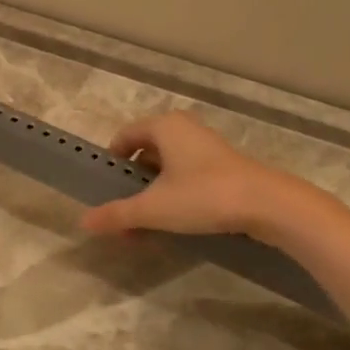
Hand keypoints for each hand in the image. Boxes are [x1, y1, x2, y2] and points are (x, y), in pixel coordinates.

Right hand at [80, 112, 317, 239]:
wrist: (266, 204)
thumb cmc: (203, 196)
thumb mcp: (153, 208)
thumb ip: (117, 214)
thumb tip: (83, 221)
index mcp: (164, 126)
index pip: (125, 136)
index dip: (111, 162)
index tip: (105, 190)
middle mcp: (184, 129)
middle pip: (146, 152)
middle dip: (132, 183)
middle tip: (124, 213)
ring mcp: (206, 147)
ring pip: (168, 167)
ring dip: (153, 192)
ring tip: (147, 223)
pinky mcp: (223, 166)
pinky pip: (187, 175)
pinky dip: (176, 194)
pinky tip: (177, 221)